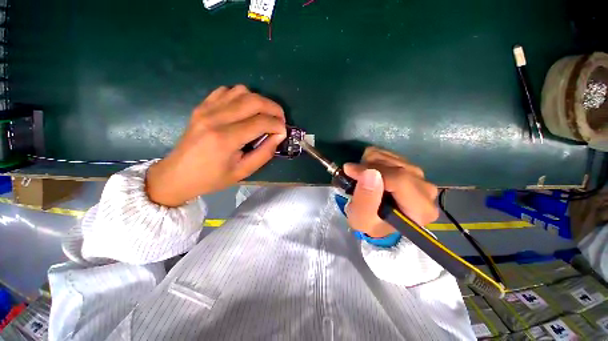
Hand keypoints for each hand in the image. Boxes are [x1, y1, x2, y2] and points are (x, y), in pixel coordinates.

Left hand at [146, 85, 286, 206]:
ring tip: (264, 116)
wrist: (178, 174)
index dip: (278, 125)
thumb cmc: (212, 178)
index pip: (261, 122)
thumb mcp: (243, 171)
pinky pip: (226, 91)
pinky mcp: (201, 106)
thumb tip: (279, 136)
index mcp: (225, 138)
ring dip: (259, 101)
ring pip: (241, 91)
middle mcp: (215, 118)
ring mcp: (206, 109)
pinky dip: (242, 97)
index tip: (283, 132)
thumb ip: (264, 153)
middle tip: (279, 120)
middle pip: (253, 100)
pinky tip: (245, 110)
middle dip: (274, 108)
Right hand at [343, 147, 438, 237]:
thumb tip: (370, 172)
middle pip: (397, 166)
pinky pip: (389, 154)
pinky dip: (373, 159)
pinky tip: (368, 171)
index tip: (350, 171)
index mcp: (421, 209)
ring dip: (370, 163)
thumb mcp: (361, 219)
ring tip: (361, 176)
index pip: (400, 180)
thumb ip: (365, 199)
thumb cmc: (370, 222)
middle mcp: (426, 190)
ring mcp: (420, 176)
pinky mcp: (410, 167)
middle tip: (354, 176)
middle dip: (369, 168)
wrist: (376, 219)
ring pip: (392, 157)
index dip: (372, 171)